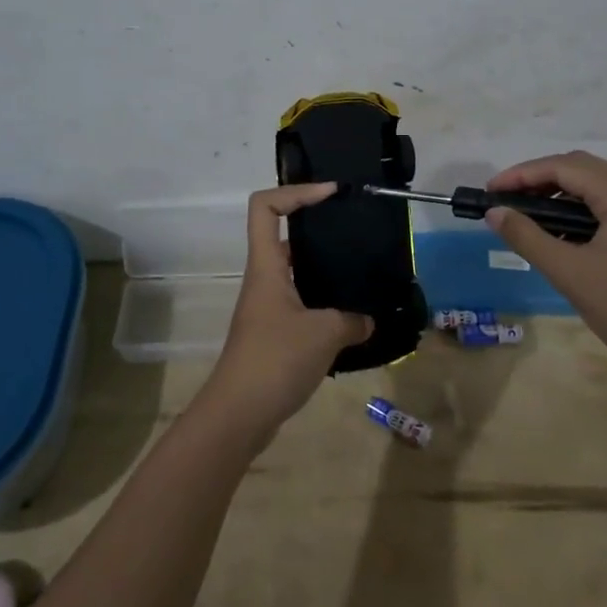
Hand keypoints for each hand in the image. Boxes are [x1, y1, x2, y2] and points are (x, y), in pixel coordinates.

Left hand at [196, 183, 372, 446]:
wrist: (239, 415)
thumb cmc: (275, 360)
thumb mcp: (324, 333)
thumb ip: (353, 320)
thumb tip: (367, 320)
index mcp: (267, 266)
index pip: (265, 207)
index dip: (296, 191)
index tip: (330, 194)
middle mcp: (264, 280)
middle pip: (283, 235)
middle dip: (318, 228)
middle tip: (355, 232)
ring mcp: (267, 308)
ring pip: (295, 272)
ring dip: (325, 269)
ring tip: (361, 273)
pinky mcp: (273, 334)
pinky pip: (301, 303)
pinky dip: (324, 303)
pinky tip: (352, 318)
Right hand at [483, 152, 606, 389]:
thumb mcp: (570, 273)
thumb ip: (528, 237)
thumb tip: (495, 212)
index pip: (566, 167)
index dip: (523, 174)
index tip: (491, 191)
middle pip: (582, 168)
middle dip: (539, 177)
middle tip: (504, 198)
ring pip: (595, 186)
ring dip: (557, 192)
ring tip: (524, 213)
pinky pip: (606, 206)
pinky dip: (576, 209)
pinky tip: (557, 231)